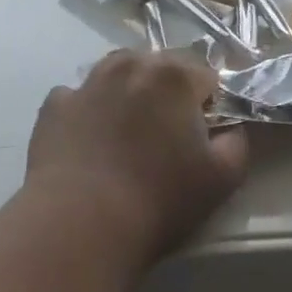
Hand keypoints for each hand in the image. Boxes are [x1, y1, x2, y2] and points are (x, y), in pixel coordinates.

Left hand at [27, 49, 249, 266]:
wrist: (78, 225)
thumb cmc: (158, 200)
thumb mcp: (221, 179)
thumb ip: (237, 144)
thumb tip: (230, 130)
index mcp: (175, 77)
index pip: (205, 75)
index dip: (209, 103)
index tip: (203, 133)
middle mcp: (131, 66)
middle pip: (161, 66)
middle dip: (169, 91)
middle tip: (167, 134)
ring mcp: (88, 83)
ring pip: (118, 72)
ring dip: (128, 90)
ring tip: (128, 130)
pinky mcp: (54, 105)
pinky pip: (78, 97)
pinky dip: (87, 110)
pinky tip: (89, 139)